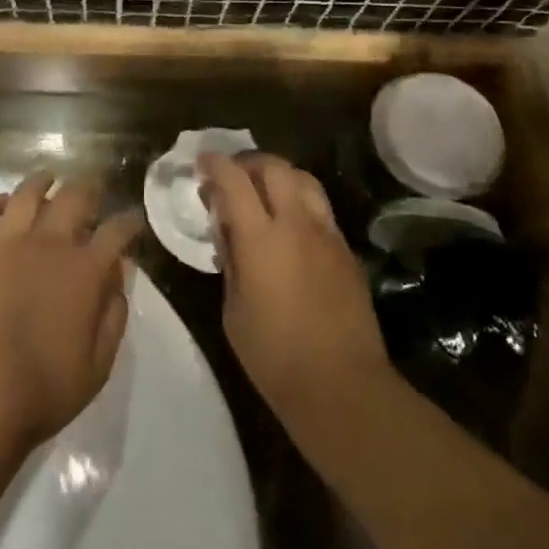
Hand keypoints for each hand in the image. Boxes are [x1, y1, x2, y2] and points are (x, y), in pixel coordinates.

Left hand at [0, 171, 143, 453]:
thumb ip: (114, 316)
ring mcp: (8, 240)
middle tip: (90, 194)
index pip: (118, 229)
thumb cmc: (43, 391)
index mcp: (86, 270)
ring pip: (29, 191)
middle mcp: (52, 242)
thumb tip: (119, 277)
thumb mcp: (98, 366)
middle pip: (76, 196)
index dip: (129, 221)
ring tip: (47, 181)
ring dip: (43, 182)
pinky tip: (2, 206)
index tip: (131, 221)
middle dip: (89, 190)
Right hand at [200, 152, 391, 427]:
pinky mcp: (345, 248)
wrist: (342, 385)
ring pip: (304, 178)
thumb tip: (227, 229)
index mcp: (261, 238)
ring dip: (279, 176)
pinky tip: (290, 225)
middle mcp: (296, 223)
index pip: (234, 180)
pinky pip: (320, 207)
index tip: (202, 162)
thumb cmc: (274, 357)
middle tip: (233, 176)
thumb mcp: (233, 311)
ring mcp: (326, 233)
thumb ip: (229, 260)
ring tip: (264, 192)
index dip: (215, 164)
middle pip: (274, 167)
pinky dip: (300, 201)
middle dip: (249, 162)